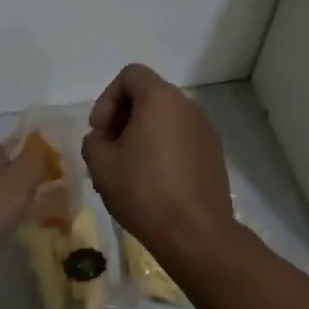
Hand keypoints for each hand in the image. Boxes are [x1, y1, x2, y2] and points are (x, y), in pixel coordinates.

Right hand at [82, 65, 236, 261]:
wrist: (195, 233)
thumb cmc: (143, 191)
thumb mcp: (100, 164)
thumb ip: (93, 141)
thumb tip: (103, 140)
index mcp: (161, 98)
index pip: (130, 75)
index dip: (107, 99)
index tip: (100, 131)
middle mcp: (188, 106)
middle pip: (149, 96)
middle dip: (123, 118)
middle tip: (108, 151)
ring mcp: (206, 131)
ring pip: (166, 120)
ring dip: (142, 136)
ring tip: (127, 170)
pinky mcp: (214, 155)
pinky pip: (181, 140)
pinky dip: (163, 150)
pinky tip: (152, 183)